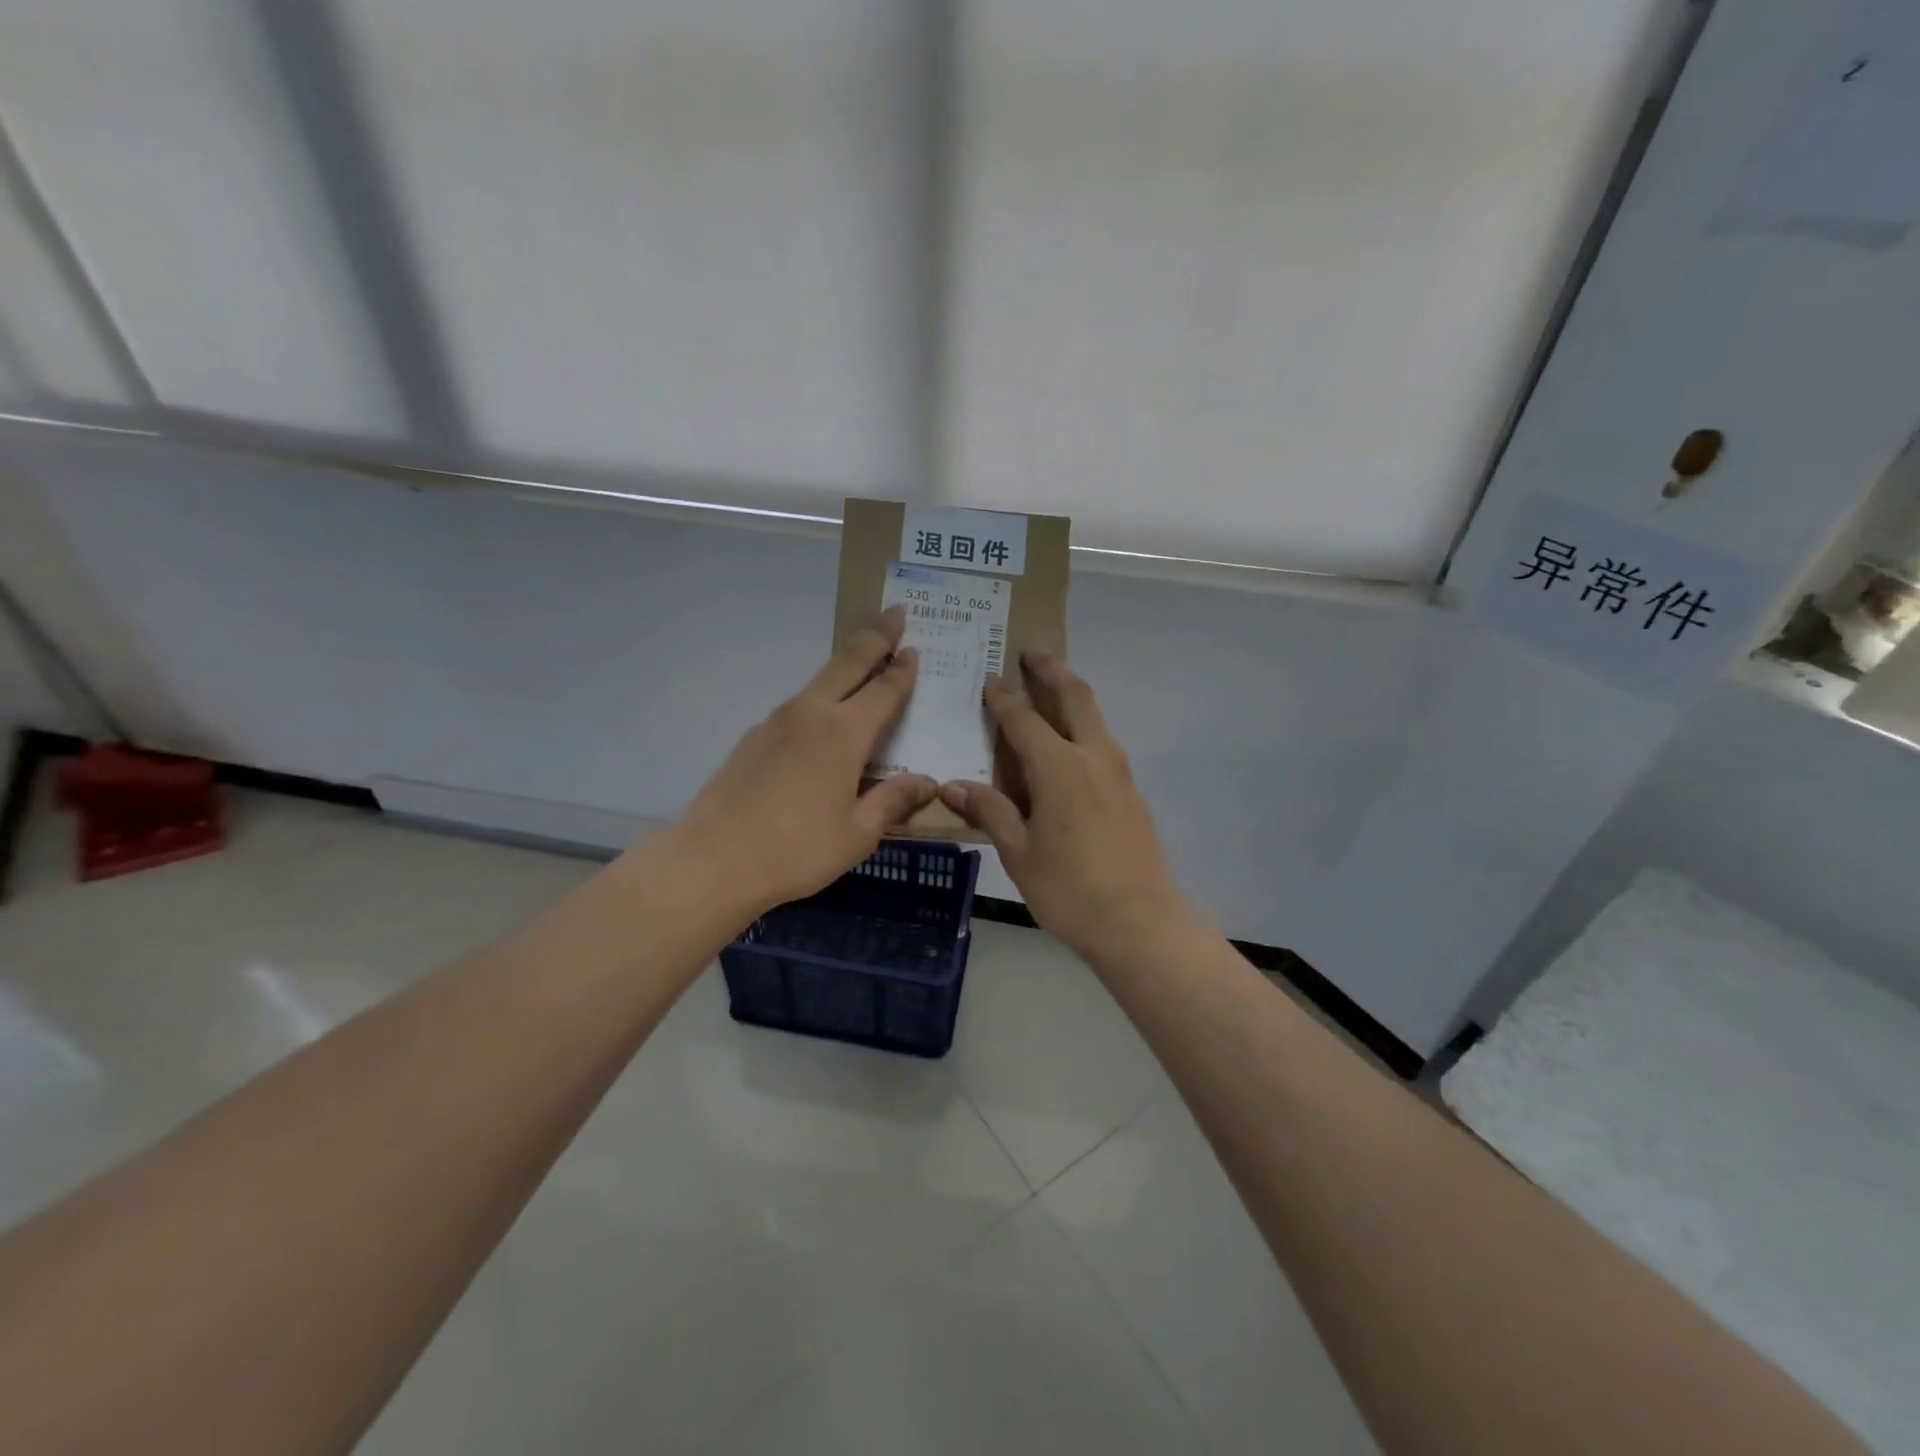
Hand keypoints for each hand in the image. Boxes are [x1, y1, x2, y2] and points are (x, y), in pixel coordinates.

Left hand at [675, 607, 937, 915]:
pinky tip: (822, 721)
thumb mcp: (858, 833)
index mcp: (845, 733)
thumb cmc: (797, 849)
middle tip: (895, 613)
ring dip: (845, 665)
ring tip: (863, 664)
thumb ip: (893, 801)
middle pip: (848, 663)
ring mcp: (776, 722)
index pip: (884, 690)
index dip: (903, 670)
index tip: (915, 648)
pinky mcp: (753, 737)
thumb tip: (927, 782)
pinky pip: (797, 706)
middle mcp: (811, 714)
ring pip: (819, 681)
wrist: (714, 860)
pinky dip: (819, 698)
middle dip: (875, 637)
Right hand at [940, 652, 1191, 959]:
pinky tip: (1069, 745)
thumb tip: (955, 786)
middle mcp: (1093, 757)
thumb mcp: (1019, 852)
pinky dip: (1084, 726)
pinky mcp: (1131, 792)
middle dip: (1053, 670)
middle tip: (1034, 652)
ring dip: (1073, 695)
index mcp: (1059, 767)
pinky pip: (1103, 742)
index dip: (1004, 698)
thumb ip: (990, 811)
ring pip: (1095, 717)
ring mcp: (1119, 773)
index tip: (990, 678)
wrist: (1140, 921)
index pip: (1024, 719)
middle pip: (1075, 697)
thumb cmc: (1069, 889)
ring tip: (1052, 688)